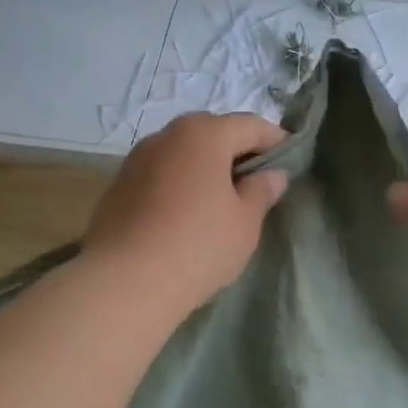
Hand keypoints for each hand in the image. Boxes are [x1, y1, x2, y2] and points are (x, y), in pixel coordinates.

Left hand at [83, 112, 288, 311]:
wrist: (125, 282)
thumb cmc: (198, 245)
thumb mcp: (245, 222)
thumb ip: (262, 191)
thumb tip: (272, 175)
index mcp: (204, 134)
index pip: (251, 125)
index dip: (275, 141)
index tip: (290, 162)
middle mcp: (167, 135)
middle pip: (213, 132)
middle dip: (237, 151)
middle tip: (255, 181)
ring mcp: (137, 158)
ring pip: (183, 152)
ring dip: (205, 166)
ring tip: (220, 198)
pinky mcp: (118, 185)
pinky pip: (160, 173)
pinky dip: (179, 182)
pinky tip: (186, 212)